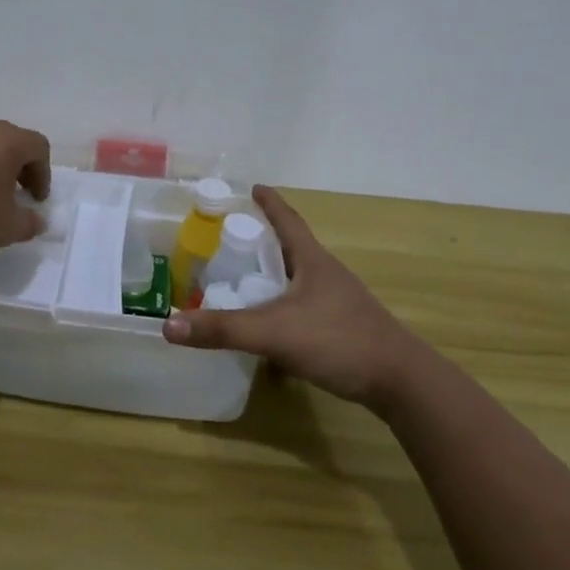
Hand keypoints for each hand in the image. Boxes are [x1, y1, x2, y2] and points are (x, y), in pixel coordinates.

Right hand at [163, 185, 430, 411]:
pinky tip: (270, 324)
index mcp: (313, 261)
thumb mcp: (274, 333)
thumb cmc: (338, 341)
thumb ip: (222, 330)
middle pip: (292, 248)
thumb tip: (168, 326)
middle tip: (231, 239)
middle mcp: (326, 274)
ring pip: (298, 279)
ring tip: (244, 280)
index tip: (254, 187)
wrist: (400, 382)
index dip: (270, 203)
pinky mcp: (343, 327)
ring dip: (274, 275)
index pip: (288, 221)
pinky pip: (305, 306)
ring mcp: (338, 302)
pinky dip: (283, 305)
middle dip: (264, 240)